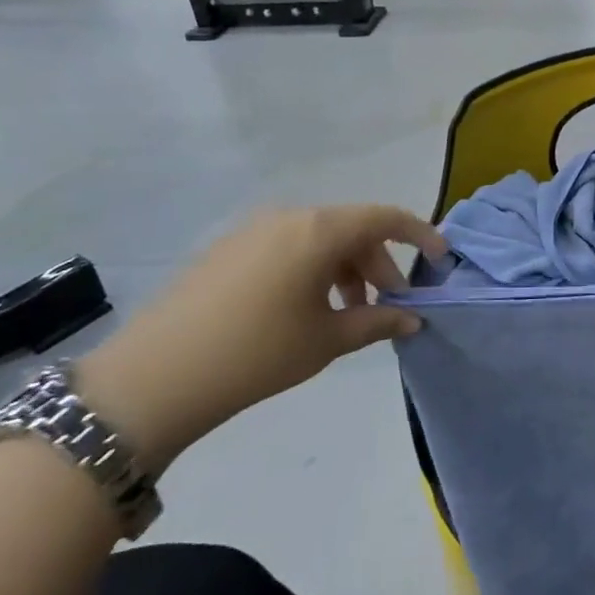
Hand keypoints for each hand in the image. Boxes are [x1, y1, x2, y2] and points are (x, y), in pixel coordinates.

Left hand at [74, 206, 446, 473]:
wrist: (154, 378)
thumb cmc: (258, 352)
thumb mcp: (328, 340)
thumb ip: (378, 322)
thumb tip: (413, 319)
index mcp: (318, 230)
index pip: (384, 218)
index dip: (419, 234)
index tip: (440, 259)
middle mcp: (288, 217)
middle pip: (351, 230)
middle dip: (378, 266)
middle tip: (389, 307)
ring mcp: (252, 231)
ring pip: (318, 241)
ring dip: (344, 272)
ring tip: (347, 316)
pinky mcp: (226, 250)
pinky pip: (287, 249)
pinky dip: (311, 272)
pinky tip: (305, 311)